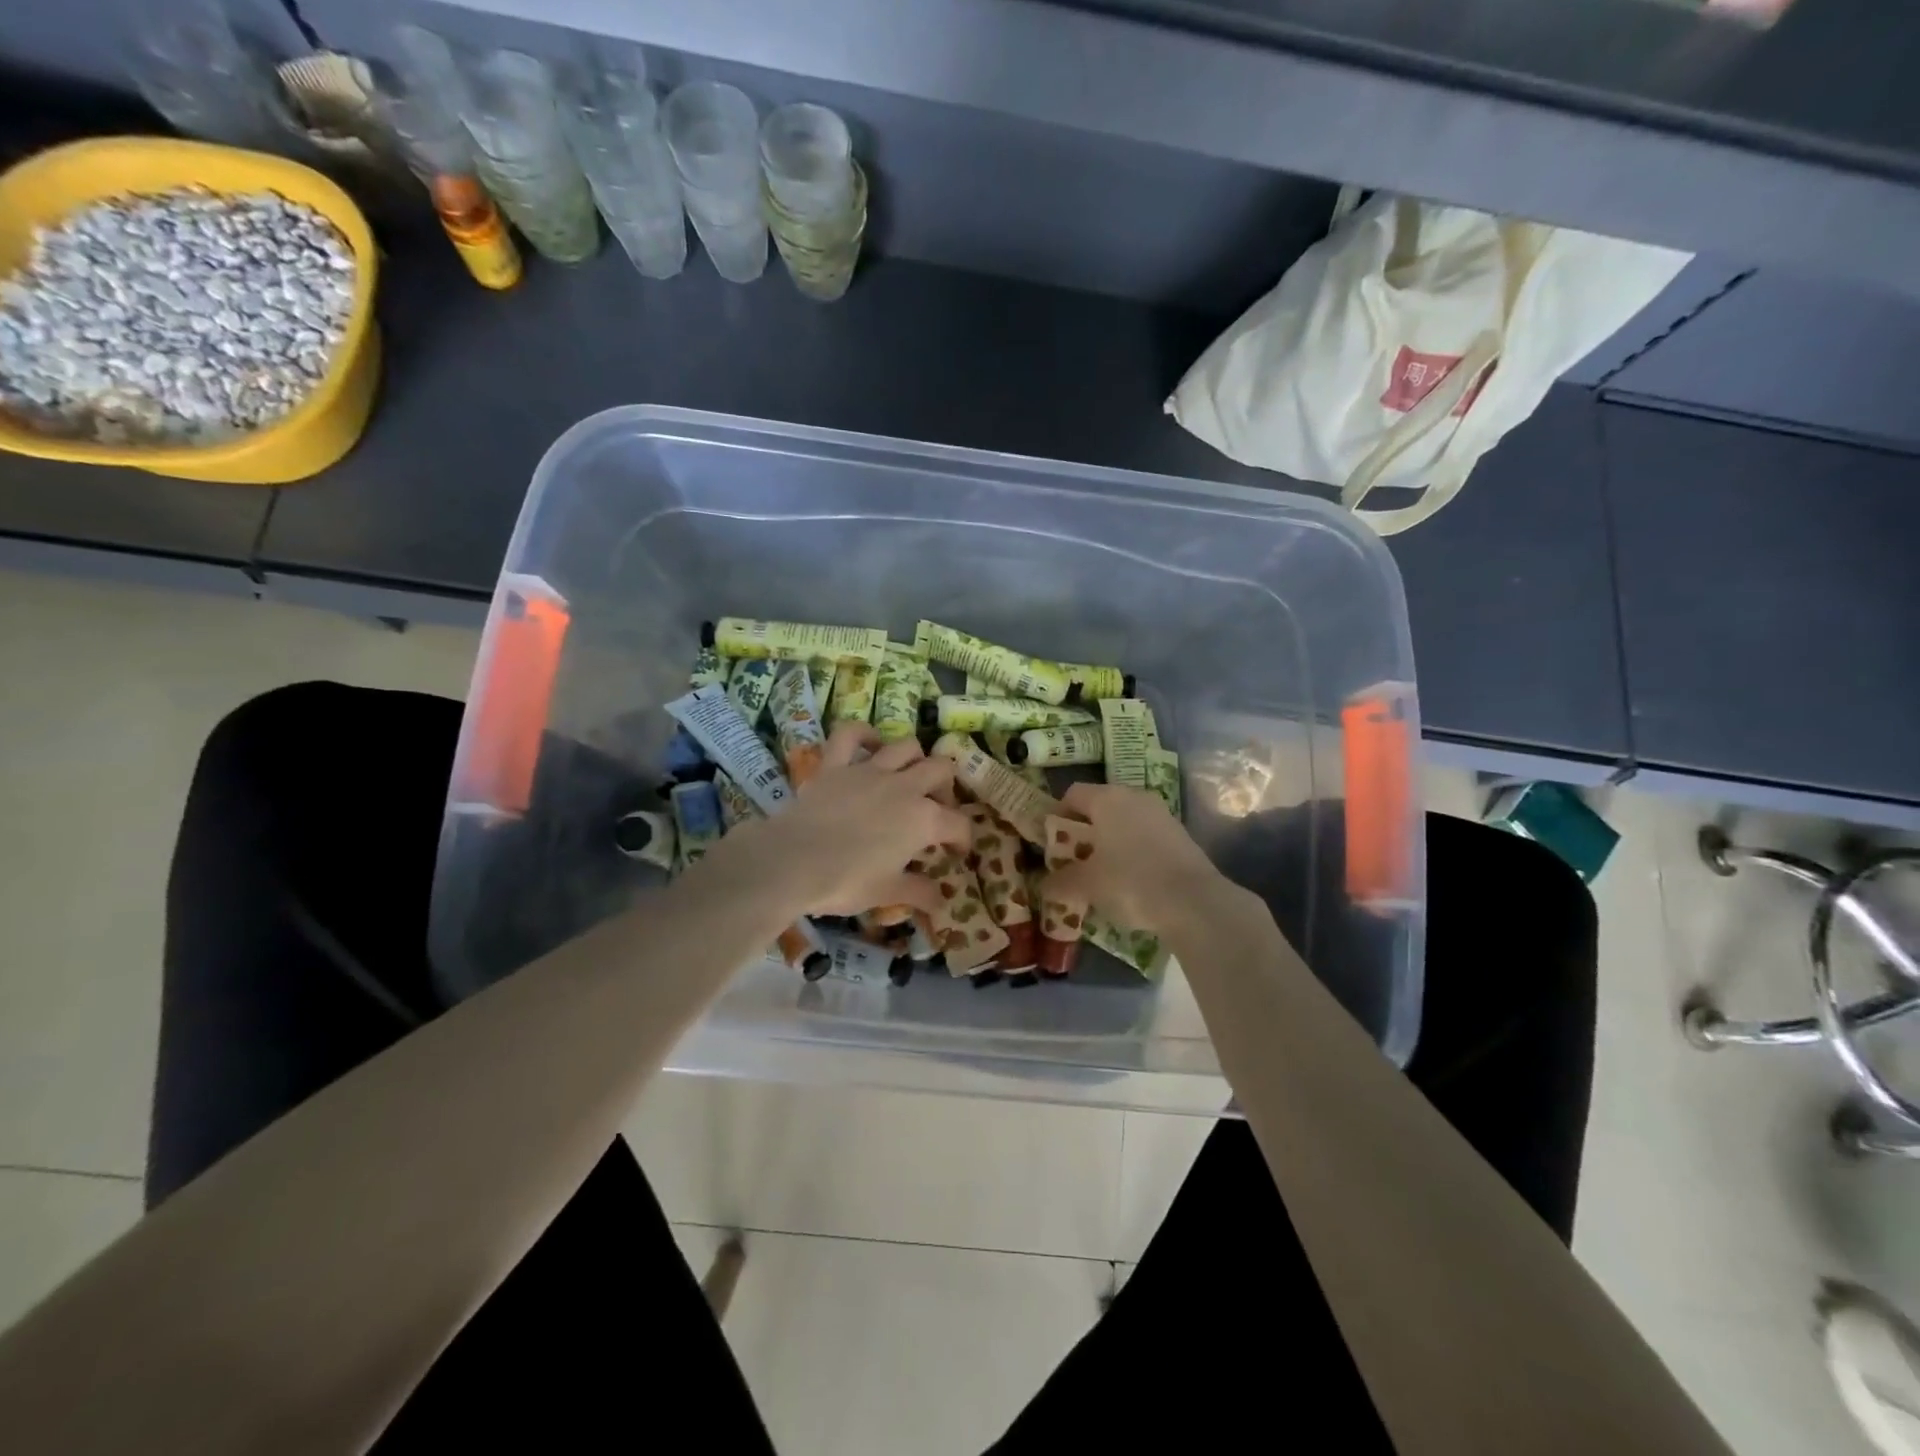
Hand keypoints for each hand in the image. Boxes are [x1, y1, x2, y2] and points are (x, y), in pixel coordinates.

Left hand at [694, 724, 973, 919]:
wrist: (793, 861)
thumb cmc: (846, 881)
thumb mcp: (887, 893)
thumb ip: (919, 893)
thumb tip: (942, 902)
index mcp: (924, 820)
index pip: (959, 824)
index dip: (963, 839)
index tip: (956, 853)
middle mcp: (904, 787)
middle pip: (941, 770)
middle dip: (946, 788)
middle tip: (936, 809)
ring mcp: (870, 770)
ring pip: (906, 746)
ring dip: (915, 759)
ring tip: (909, 777)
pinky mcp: (836, 764)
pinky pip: (851, 734)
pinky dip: (863, 734)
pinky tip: (870, 744)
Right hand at [1040, 781, 1245, 936]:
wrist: (1194, 902)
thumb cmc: (1129, 882)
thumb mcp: (1086, 885)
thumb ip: (1061, 882)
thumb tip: (1044, 885)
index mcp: (1107, 798)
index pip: (1073, 794)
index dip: (1057, 815)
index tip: (1051, 842)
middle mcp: (1135, 797)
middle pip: (1100, 806)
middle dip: (1084, 831)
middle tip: (1074, 859)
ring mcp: (1161, 814)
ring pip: (1125, 821)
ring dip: (1110, 842)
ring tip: (1102, 873)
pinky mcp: (1181, 835)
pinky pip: (1146, 836)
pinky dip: (1133, 852)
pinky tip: (1131, 880)